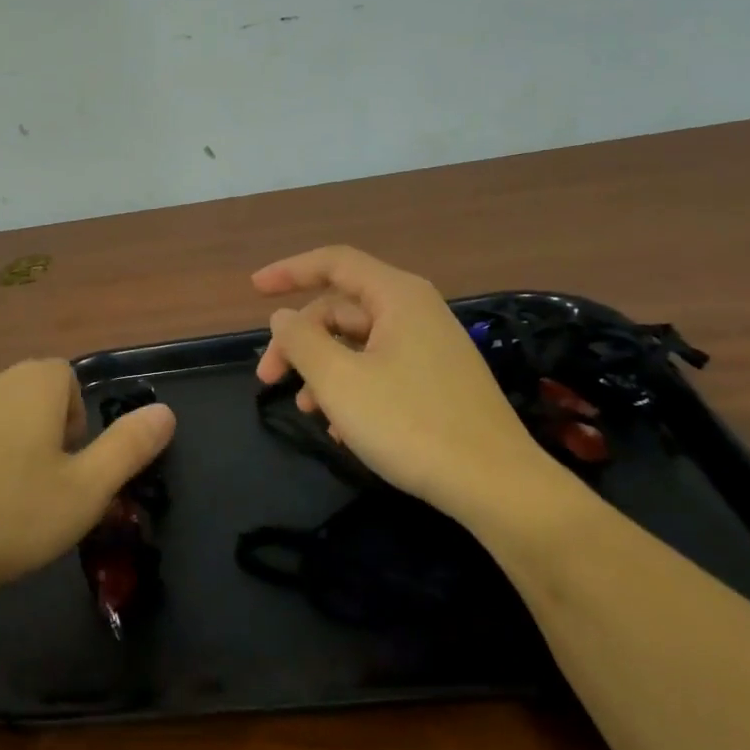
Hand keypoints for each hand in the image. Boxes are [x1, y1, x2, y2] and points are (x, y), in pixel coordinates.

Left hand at [0, 360, 175, 609]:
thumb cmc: (0, 516)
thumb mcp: (82, 494)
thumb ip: (128, 448)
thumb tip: (166, 412)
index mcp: (30, 386)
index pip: (64, 380)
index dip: (71, 421)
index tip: (63, 469)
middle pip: (18, 397)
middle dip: (27, 436)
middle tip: (24, 495)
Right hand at [254, 246, 564, 522]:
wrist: (496, 486)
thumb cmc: (410, 424)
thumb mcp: (340, 381)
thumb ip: (302, 341)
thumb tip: (283, 317)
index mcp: (397, 296)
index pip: (334, 263)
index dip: (289, 271)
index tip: (254, 289)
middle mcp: (416, 311)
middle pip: (341, 308)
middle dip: (300, 340)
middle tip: (267, 378)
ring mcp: (430, 347)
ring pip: (358, 343)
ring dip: (323, 370)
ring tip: (305, 410)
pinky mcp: (438, 381)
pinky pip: (381, 369)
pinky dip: (352, 388)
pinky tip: (341, 429)